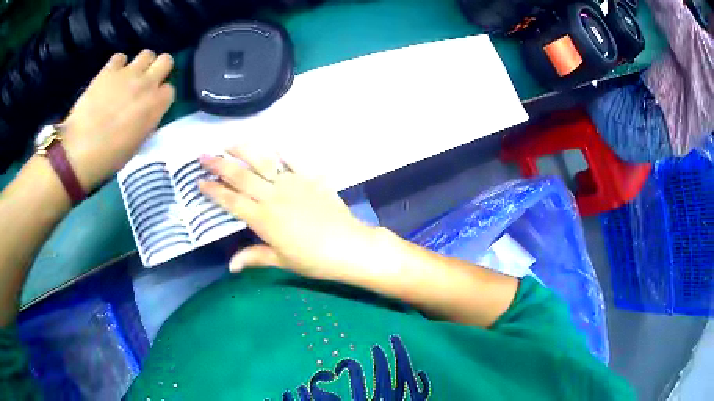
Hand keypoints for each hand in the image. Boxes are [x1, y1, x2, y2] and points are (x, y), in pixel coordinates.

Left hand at [60, 50, 174, 190]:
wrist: (79, 151)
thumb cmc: (109, 156)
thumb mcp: (137, 144)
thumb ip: (147, 121)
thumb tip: (147, 112)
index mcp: (155, 105)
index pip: (170, 89)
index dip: (161, 95)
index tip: (152, 104)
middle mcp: (146, 84)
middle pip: (166, 60)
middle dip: (158, 69)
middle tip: (146, 82)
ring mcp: (127, 74)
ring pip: (146, 54)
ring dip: (141, 64)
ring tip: (129, 78)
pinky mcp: (109, 70)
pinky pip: (120, 57)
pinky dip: (118, 65)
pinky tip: (111, 78)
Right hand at [198, 146, 378, 280]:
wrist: (348, 247)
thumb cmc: (313, 260)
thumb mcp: (281, 261)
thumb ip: (254, 257)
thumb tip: (230, 266)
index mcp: (262, 219)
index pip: (231, 201)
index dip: (214, 191)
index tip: (200, 181)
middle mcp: (273, 196)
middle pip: (240, 177)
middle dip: (219, 165)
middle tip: (203, 155)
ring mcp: (292, 183)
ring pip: (263, 161)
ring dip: (245, 150)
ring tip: (230, 143)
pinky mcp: (311, 178)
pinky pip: (295, 159)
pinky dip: (283, 151)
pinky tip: (273, 145)